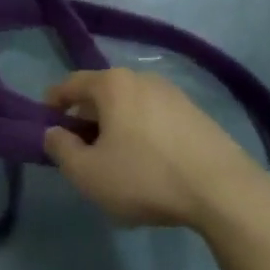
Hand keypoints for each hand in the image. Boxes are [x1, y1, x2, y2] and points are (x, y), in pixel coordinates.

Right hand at [44, 68, 269, 232]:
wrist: (224, 191)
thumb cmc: (145, 177)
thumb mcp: (88, 174)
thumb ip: (61, 150)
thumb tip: (54, 132)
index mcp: (111, 84)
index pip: (70, 84)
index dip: (52, 103)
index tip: (45, 124)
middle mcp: (141, 78)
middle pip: (102, 93)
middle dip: (86, 117)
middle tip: (81, 149)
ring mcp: (173, 94)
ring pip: (131, 105)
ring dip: (116, 126)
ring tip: (116, 160)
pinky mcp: (197, 114)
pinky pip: (156, 117)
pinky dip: (143, 132)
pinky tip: (150, 164)